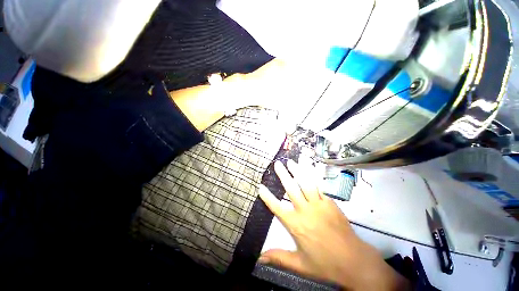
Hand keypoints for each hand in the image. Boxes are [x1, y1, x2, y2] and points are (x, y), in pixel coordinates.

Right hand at [258, 160, 410, 290]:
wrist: (354, 261)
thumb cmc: (325, 264)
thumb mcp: (300, 265)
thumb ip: (279, 258)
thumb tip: (259, 258)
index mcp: (296, 224)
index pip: (277, 207)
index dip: (267, 197)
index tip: (260, 186)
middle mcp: (305, 211)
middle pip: (291, 189)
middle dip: (283, 175)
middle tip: (277, 164)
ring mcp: (319, 204)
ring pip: (306, 183)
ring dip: (298, 171)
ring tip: (291, 162)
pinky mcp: (329, 202)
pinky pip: (319, 186)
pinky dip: (312, 177)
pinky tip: (309, 170)